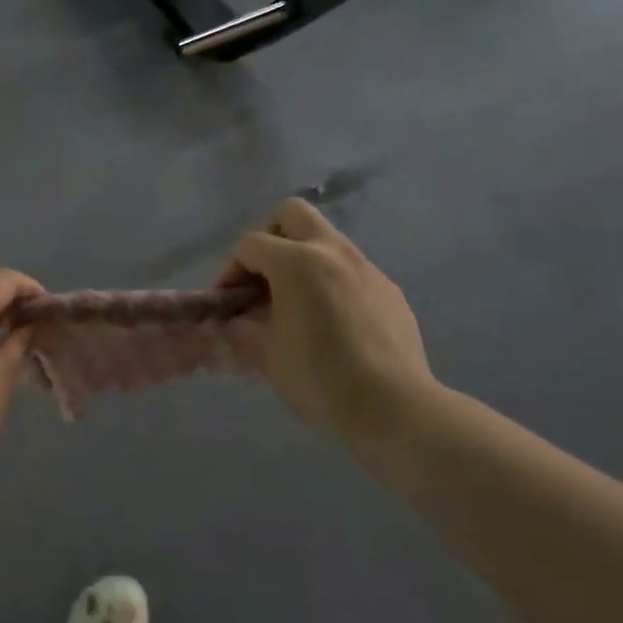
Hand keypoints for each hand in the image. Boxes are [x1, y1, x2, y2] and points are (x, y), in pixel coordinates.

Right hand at [218, 199, 439, 453]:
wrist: (395, 408)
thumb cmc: (320, 377)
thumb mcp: (266, 354)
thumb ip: (242, 328)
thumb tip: (233, 321)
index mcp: (297, 261)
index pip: (250, 244)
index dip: (230, 270)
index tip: (228, 304)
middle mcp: (332, 251)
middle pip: (292, 214)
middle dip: (270, 237)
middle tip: (263, 277)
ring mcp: (366, 268)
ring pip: (325, 241)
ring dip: (303, 261)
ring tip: (296, 305)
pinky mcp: (390, 291)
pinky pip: (351, 271)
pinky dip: (332, 283)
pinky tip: (332, 324)